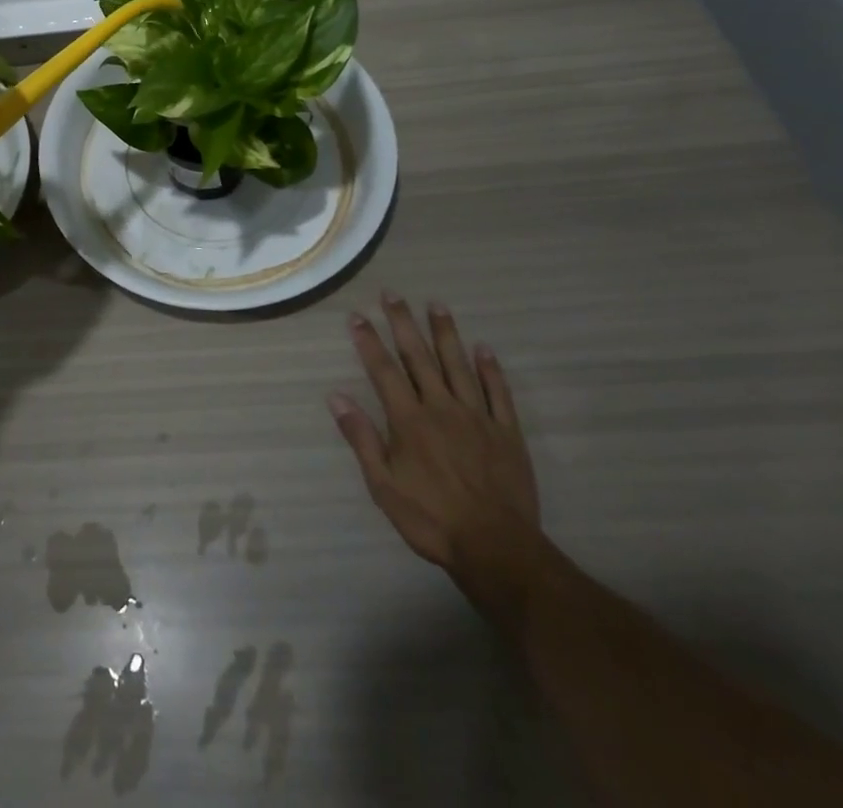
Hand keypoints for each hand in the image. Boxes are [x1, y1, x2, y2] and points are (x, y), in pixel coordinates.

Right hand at [330, 294, 541, 576]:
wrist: (497, 549)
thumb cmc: (431, 519)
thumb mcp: (383, 486)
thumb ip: (361, 438)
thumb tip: (336, 397)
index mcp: (409, 420)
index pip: (384, 370)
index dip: (369, 341)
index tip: (357, 315)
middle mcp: (441, 407)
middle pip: (419, 357)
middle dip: (403, 323)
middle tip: (393, 294)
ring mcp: (477, 417)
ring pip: (458, 365)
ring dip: (445, 333)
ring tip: (436, 305)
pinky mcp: (507, 432)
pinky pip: (498, 393)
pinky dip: (490, 369)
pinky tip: (483, 349)